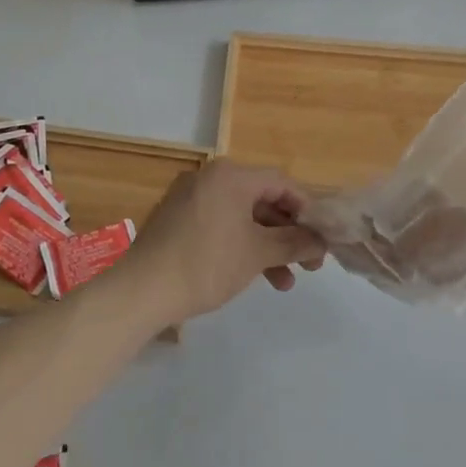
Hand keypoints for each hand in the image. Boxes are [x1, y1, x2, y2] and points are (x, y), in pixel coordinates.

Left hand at [122, 159, 325, 323]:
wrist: (142, 290)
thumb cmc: (206, 264)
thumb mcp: (258, 254)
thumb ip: (294, 243)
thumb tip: (321, 241)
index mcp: (230, 175)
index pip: (282, 183)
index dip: (307, 210)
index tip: (323, 238)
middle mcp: (210, 178)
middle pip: (262, 200)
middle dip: (288, 234)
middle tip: (310, 264)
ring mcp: (191, 198)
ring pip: (242, 217)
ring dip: (266, 247)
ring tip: (284, 283)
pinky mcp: (178, 220)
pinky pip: (221, 225)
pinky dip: (240, 246)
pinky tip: (254, 275)